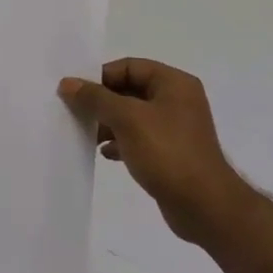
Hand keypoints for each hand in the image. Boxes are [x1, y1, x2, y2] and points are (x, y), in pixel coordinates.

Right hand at [59, 58, 252, 247]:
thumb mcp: (127, 119)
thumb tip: (68, 83)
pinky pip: (139, 138)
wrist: (204, 205)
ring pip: (132, 116)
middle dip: (102, 101)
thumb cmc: (167, 153)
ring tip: (85, 134)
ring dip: (108, 123)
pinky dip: (120, 142)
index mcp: (174, 83)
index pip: (129, 67)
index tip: (75, 92)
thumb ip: (96, 98)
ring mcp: (175, 128)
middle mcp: (177, 100)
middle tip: (74, 112)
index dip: (100, 76)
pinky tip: (105, 154)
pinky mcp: (171, 152)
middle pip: (130, 90)